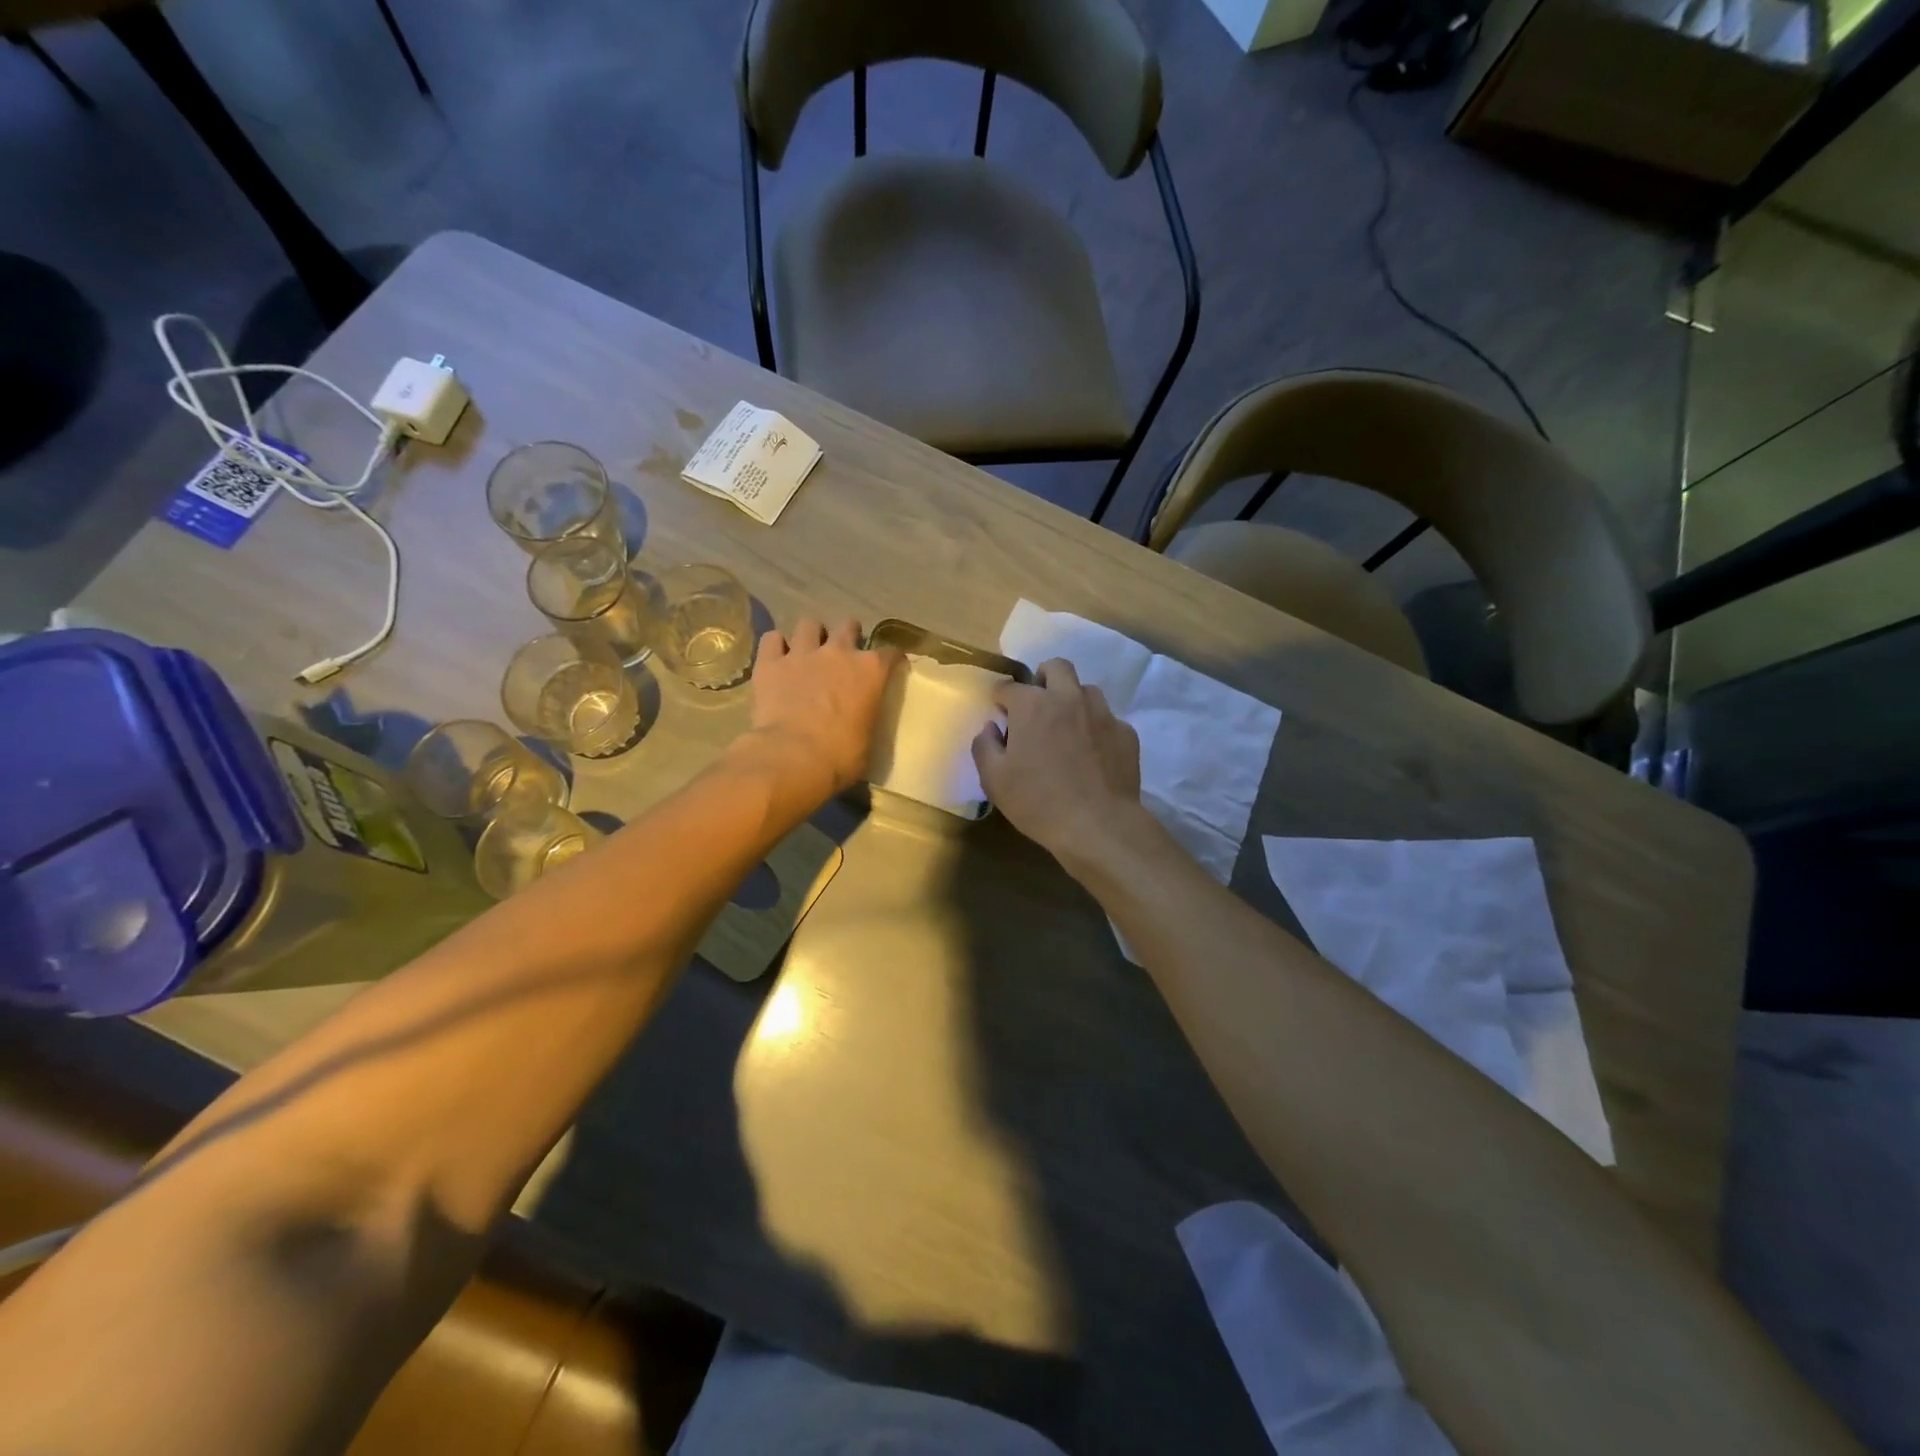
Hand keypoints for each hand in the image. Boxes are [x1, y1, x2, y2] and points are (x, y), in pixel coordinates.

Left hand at [741, 618, 899, 802]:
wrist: (792, 758)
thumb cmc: (840, 757)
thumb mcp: (868, 739)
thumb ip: (866, 717)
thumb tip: (860, 720)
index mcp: (870, 671)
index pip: (890, 654)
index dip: (891, 660)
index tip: (890, 668)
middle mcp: (839, 652)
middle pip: (848, 626)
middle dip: (849, 635)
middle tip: (844, 653)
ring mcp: (802, 653)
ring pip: (809, 624)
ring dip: (812, 635)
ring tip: (809, 650)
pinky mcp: (770, 662)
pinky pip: (772, 639)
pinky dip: (776, 646)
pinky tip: (777, 657)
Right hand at [973, 658, 1142, 864]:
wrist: (1098, 825)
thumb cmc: (1038, 802)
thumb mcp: (994, 780)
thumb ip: (985, 746)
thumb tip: (990, 728)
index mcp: (1032, 705)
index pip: (1009, 687)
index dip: (1001, 699)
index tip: (1000, 713)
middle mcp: (1068, 698)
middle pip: (1056, 667)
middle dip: (1043, 678)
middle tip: (1037, 707)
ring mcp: (1102, 713)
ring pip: (1086, 690)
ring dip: (1072, 700)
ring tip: (1067, 728)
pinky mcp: (1126, 733)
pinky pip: (1107, 719)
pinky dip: (1096, 729)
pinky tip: (1092, 754)